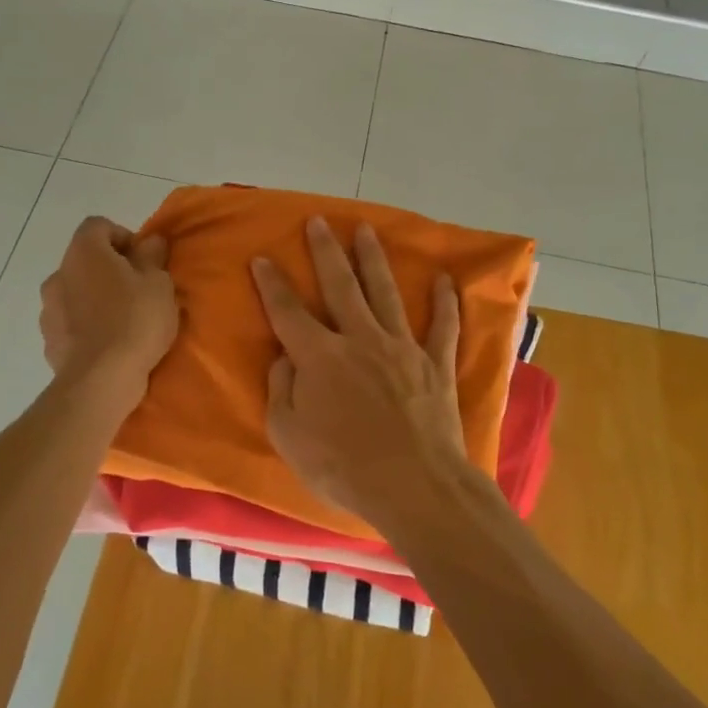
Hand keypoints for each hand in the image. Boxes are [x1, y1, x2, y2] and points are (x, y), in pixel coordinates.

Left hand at [40, 217, 178, 402]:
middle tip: (139, 292)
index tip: (144, 261)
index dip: (123, 237)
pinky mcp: (49, 341)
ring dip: (96, 300)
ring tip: (123, 322)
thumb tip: (150, 241)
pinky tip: (108, 345)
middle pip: (86, 261)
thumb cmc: (135, 320)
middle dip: (111, 271)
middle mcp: (58, 274)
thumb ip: (153, 256)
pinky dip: (87, 327)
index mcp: (84, 252)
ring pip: (76, 293)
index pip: (98, 226)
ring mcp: (48, 309)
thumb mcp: (159, 283)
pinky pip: (71, 323)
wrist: (100, 380)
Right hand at [251, 217, 467, 531]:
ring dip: (374, 260)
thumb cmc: (343, 467)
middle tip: (318, 221)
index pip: (288, 311)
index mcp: (320, 357)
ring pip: (385, 292)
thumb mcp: (289, 436)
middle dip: (326, 251)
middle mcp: (360, 339)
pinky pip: (443, 325)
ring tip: (366, 230)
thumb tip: (283, 357)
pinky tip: (444, 279)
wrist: (414, 486)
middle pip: (341, 286)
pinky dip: (444, 302)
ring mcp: (402, 348)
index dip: (272, 284)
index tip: (263, 258)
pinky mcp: (435, 364)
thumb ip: (281, 390)